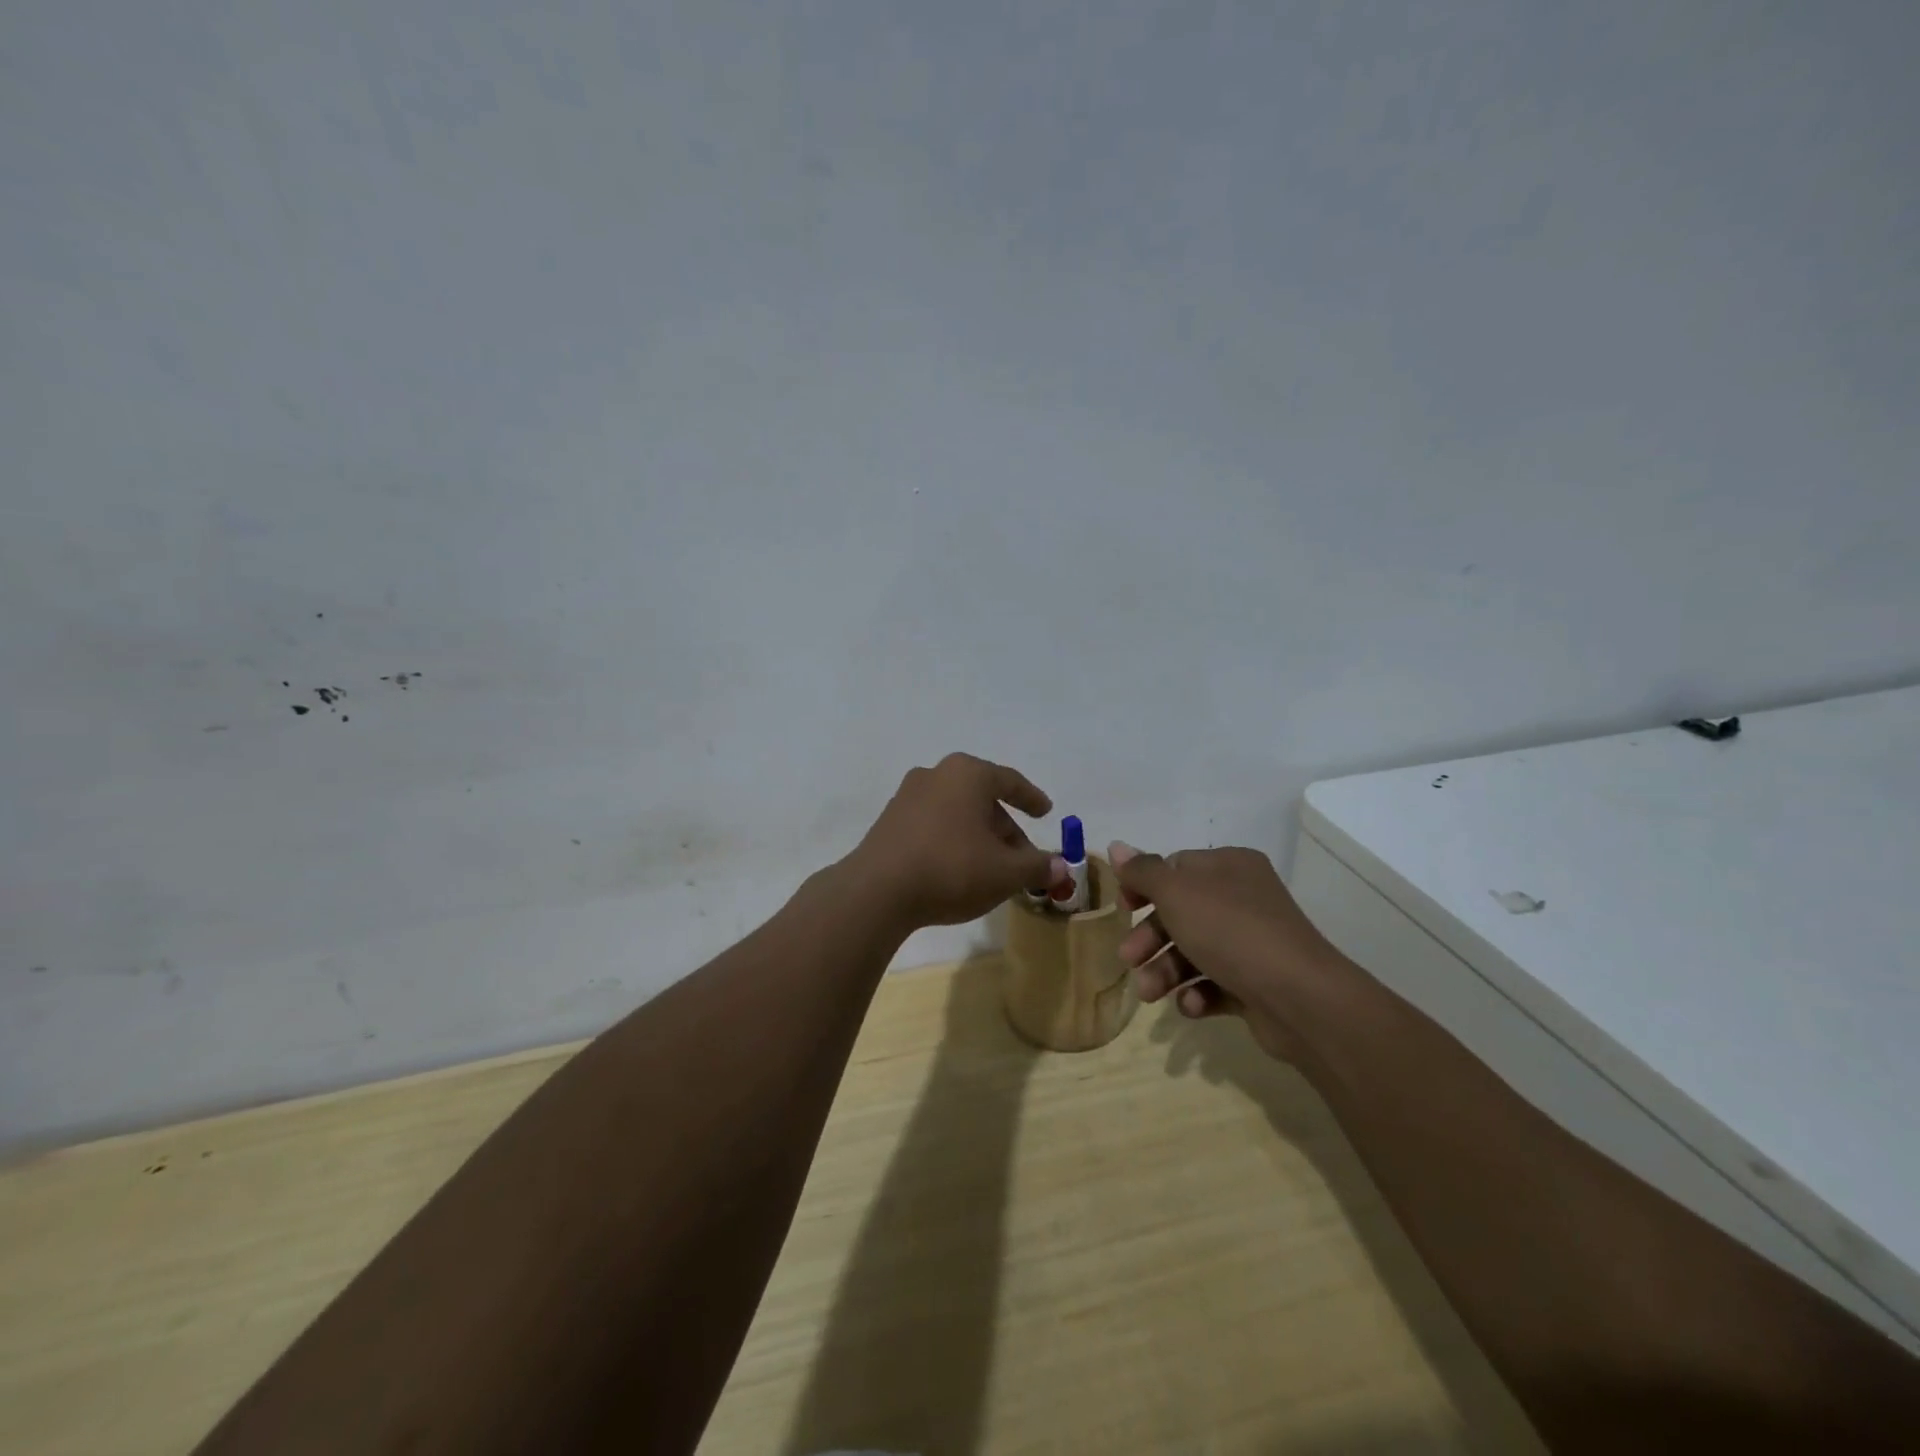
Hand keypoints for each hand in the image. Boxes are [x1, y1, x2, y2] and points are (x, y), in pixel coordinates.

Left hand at [847, 754, 1067, 929]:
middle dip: (1005, 829)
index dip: (1031, 798)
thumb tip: (1061, 867)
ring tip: (992, 869)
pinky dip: (952, 841)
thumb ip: (1038, 867)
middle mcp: (936, 775)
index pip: (1009, 781)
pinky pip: (933, 825)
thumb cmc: (952, 868)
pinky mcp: (888, 822)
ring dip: (978, 837)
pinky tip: (958, 870)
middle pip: (982, 799)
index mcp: (967, 774)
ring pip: (956, 813)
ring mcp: (907, 797)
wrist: (877, 890)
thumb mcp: (1006, 872)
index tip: (1046, 812)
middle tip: (1022, 858)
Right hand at [1109, 841, 1347, 1062]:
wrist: (1299, 997)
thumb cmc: (1230, 931)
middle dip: (1150, 938)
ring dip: (1166, 971)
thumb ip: (1143, 871)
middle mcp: (1243, 898)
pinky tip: (1191, 1006)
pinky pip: (1217, 983)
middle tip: (1128, 959)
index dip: (1144, 887)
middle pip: (1181, 912)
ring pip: (1194, 950)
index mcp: (1229, 867)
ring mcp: (1253, 942)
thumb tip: (1116, 845)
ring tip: (1150, 993)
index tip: (1123, 908)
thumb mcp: (1176, 892)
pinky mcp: (1257, 982)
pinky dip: (1197, 994)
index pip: (1176, 867)